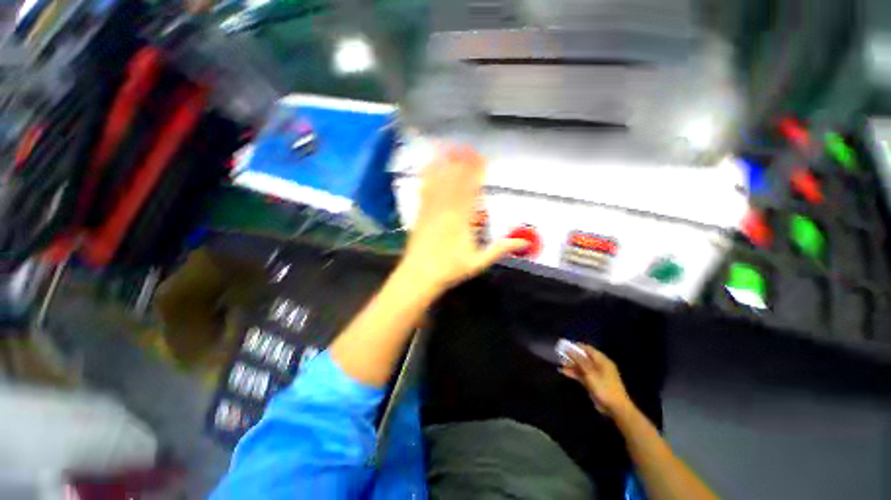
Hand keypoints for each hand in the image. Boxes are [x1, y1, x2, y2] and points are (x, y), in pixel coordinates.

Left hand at [400, 145, 526, 291]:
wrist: (419, 275)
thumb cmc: (449, 270)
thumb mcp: (478, 262)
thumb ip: (499, 249)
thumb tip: (523, 241)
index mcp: (461, 221)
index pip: (471, 191)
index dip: (476, 173)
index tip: (482, 159)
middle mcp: (446, 211)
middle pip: (455, 182)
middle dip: (463, 163)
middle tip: (469, 147)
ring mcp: (430, 210)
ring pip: (439, 182)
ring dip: (446, 164)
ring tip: (451, 147)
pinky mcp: (420, 213)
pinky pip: (424, 190)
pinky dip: (428, 176)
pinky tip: (429, 165)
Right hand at [560, 343, 633, 418]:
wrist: (615, 408)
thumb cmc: (604, 387)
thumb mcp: (590, 372)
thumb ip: (579, 360)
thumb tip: (568, 349)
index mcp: (602, 360)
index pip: (588, 349)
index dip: (576, 346)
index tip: (565, 345)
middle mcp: (599, 366)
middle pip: (583, 357)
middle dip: (572, 356)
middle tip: (559, 354)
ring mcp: (595, 375)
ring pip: (581, 366)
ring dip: (571, 365)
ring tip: (559, 363)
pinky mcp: (592, 383)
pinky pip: (581, 375)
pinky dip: (573, 373)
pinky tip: (563, 372)